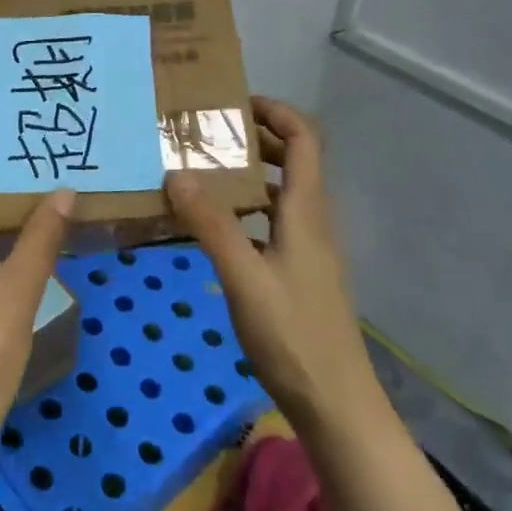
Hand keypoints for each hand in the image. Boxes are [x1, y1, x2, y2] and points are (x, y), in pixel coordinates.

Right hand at [166, 97, 381, 432]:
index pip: (304, 139)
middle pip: (291, 161)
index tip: (233, 103)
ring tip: (199, 171)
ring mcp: (306, 250)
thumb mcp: (244, 277)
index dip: (276, 112)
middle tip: (204, 134)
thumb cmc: (294, 336)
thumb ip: (210, 224)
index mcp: (306, 211)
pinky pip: (270, 223)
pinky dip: (243, 210)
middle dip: (253, 139)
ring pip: (278, 193)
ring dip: (246, 174)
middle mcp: (310, 221)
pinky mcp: (296, 274)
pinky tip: (210, 226)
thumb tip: (175, 172)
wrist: (336, 407)